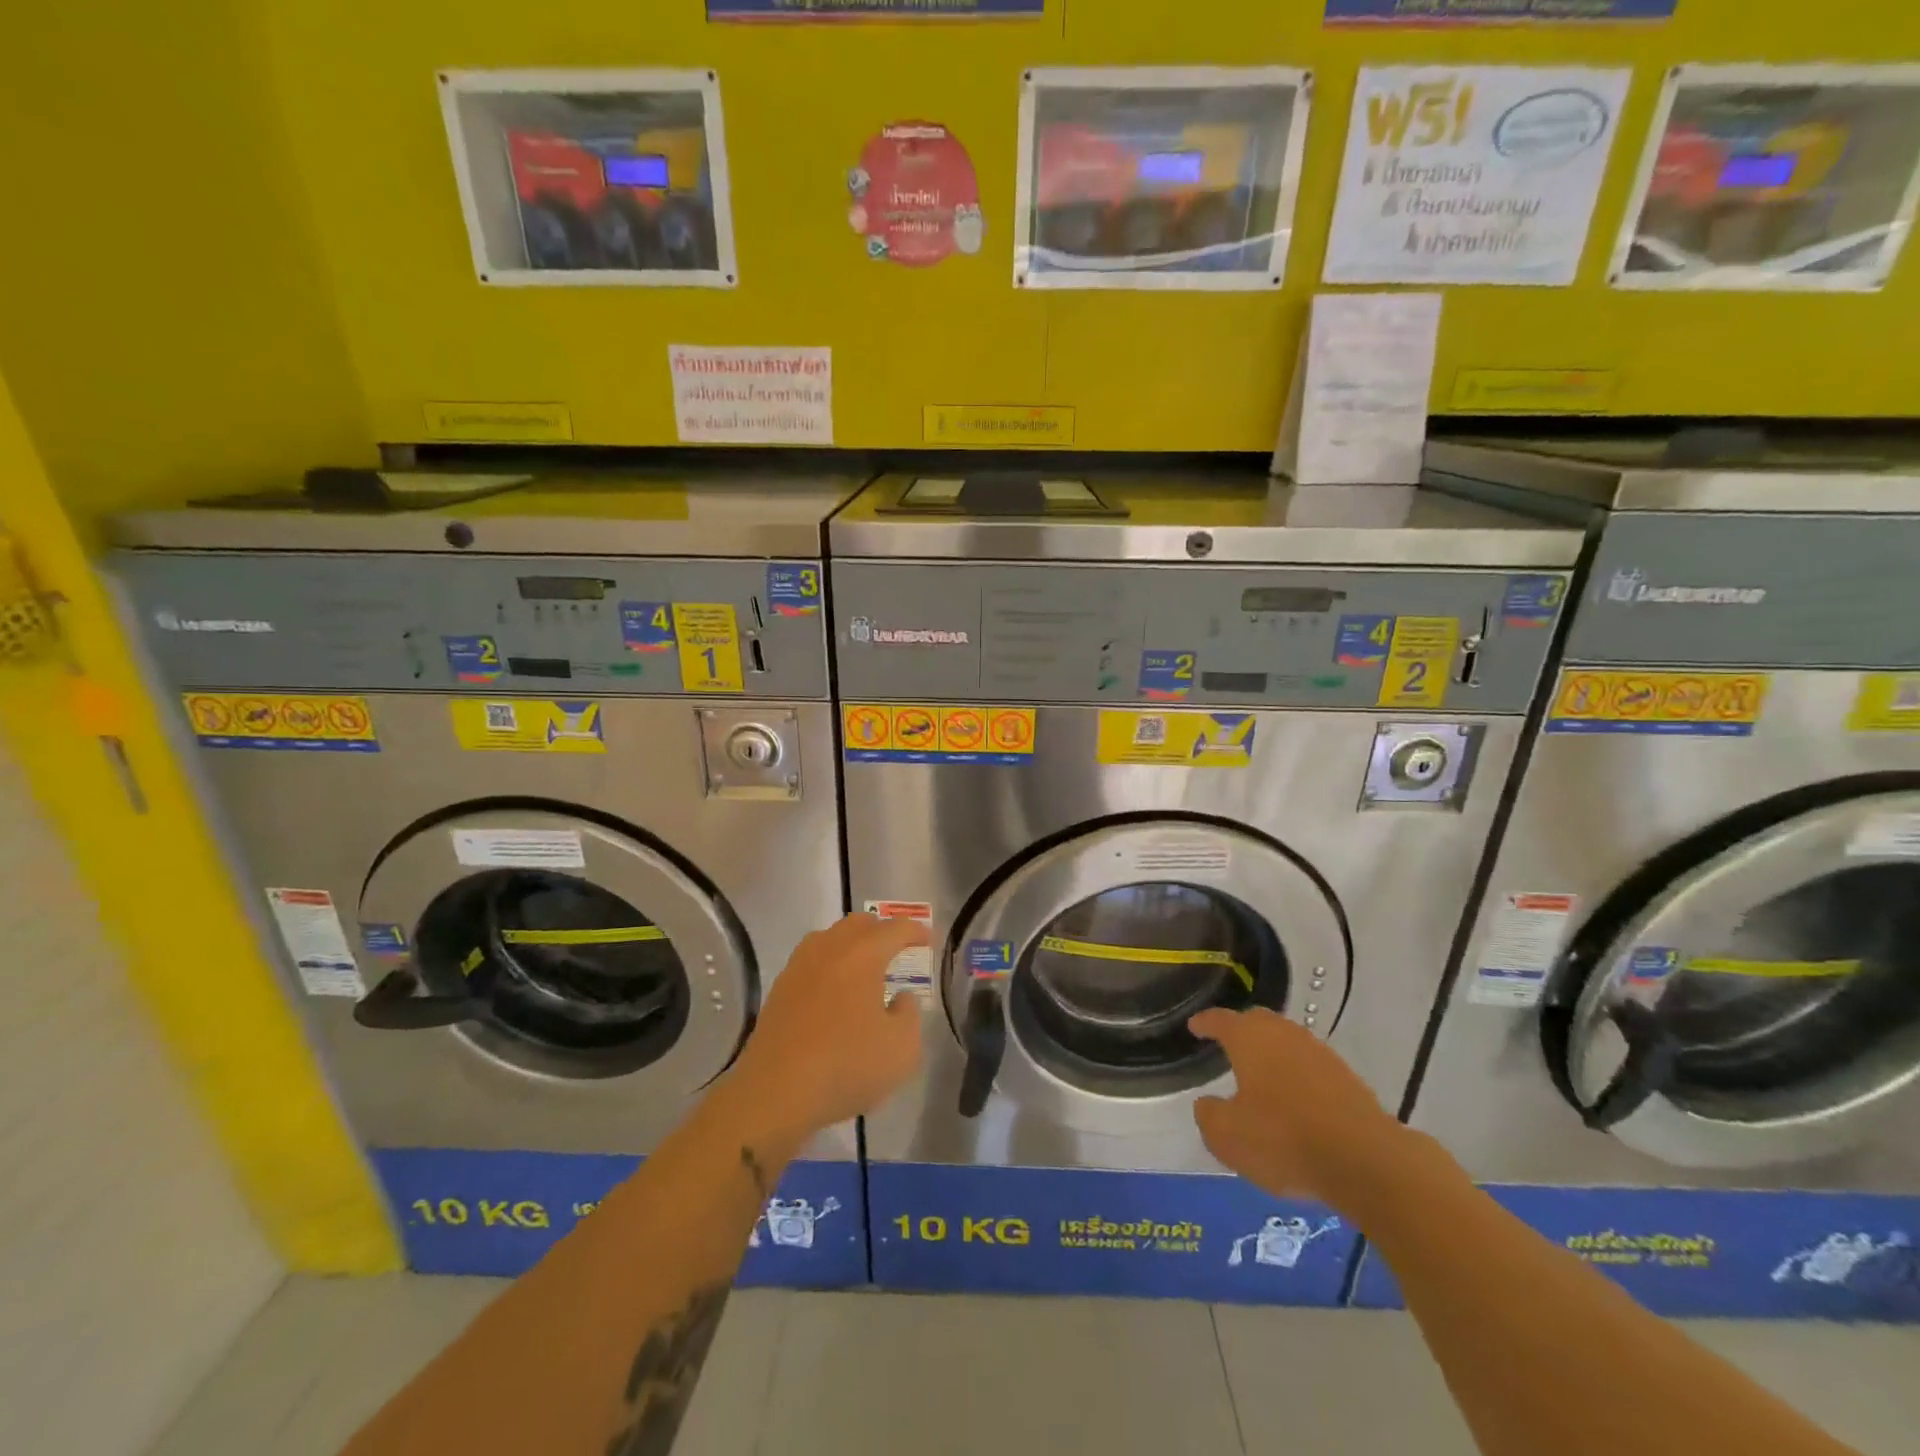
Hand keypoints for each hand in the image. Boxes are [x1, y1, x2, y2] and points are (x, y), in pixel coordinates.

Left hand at [726, 913, 927, 1141]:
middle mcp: (830, 949)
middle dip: (881, 930)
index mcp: (863, 955)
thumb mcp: (901, 1049)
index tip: (928, 939)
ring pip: (830, 938)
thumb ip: (909, 1015)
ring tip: (864, 967)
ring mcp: (799, 966)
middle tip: (897, 949)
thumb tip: (901, 998)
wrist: (775, 1092)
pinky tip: (834, 989)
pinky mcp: (780, 989)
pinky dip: (829, 964)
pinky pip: (811, 960)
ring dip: (852, 943)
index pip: (895, 929)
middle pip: (858, 923)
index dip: (915, 931)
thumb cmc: (846, 1065)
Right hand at [1189, 1006, 1407, 1205]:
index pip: (1220, 1020)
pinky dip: (1296, 1075)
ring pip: (1286, 1042)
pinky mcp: (1346, 1078)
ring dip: (1272, 1053)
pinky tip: (1294, 1098)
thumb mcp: (1227, 1137)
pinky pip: (1310, 1066)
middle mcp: (1283, 1034)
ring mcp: (1319, 1053)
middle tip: (1227, 1044)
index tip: (1194, 1026)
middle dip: (1240, 1030)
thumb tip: (1208, 1103)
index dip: (1205, 1022)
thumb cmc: (1283, 1140)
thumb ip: (1209, 1115)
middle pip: (1257, 1022)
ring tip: (1261, 1073)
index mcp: (1249, 1038)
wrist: (1365, 1160)